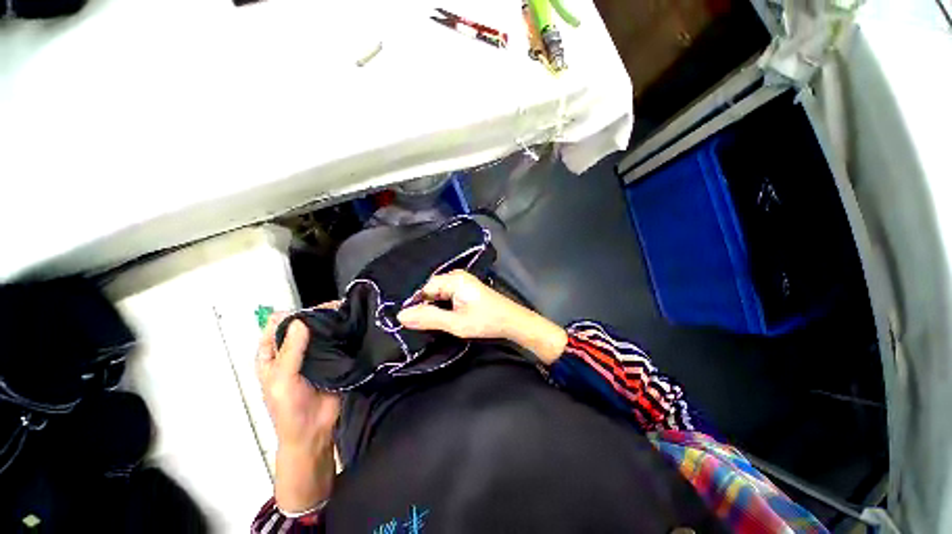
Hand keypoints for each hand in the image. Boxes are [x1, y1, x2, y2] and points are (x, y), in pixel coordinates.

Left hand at [256, 302, 340, 512]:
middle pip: (302, 324)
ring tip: (348, 314)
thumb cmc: (289, 409)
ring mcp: (314, 354)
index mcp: (272, 354)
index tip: (312, 311)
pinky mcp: (332, 358)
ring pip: (321, 331)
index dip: (293, 314)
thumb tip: (300, 320)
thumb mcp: (282, 379)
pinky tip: (354, 327)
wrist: (314, 431)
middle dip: (317, 315)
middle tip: (336, 309)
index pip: (278, 324)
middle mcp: (293, 350)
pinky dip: (343, 333)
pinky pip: (337, 341)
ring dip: (332, 322)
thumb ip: (290, 351)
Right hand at [397, 271, 567, 363]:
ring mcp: (462, 281)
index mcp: (453, 279)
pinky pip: (447, 295)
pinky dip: (443, 306)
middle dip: (425, 306)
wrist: (512, 321)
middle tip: (422, 325)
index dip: (416, 305)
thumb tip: (400, 316)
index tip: (411, 323)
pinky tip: (443, 317)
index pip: (424, 289)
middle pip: (431, 290)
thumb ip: (428, 318)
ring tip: (432, 322)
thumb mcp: (455, 323)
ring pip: (439, 293)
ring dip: (434, 307)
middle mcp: (456, 276)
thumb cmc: (485, 321)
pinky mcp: (466, 288)